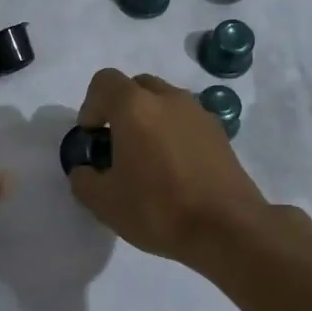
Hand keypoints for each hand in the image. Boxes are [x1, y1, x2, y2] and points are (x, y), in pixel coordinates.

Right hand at [68, 69, 270, 264]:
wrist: (227, 228)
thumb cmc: (158, 209)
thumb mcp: (104, 202)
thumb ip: (84, 180)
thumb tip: (86, 171)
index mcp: (135, 107)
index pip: (104, 82)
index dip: (91, 105)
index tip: (92, 137)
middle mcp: (168, 99)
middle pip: (136, 87)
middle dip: (120, 109)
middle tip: (117, 146)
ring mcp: (199, 113)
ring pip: (165, 102)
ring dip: (149, 120)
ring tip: (147, 160)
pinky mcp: (220, 134)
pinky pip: (187, 122)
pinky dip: (174, 134)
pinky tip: (174, 170)